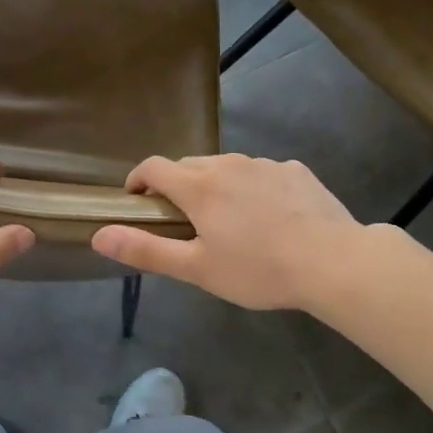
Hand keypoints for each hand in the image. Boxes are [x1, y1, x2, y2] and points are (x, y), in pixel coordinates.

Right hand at [91, 154, 369, 309]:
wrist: (333, 261)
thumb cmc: (257, 269)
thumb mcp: (196, 268)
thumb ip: (145, 249)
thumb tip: (98, 235)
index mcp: (199, 186)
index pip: (154, 167)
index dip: (138, 180)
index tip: (135, 200)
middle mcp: (229, 164)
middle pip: (189, 166)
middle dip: (176, 186)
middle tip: (180, 220)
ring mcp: (266, 164)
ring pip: (226, 167)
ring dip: (215, 186)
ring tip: (227, 221)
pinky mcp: (296, 170)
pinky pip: (261, 173)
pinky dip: (251, 188)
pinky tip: (268, 217)